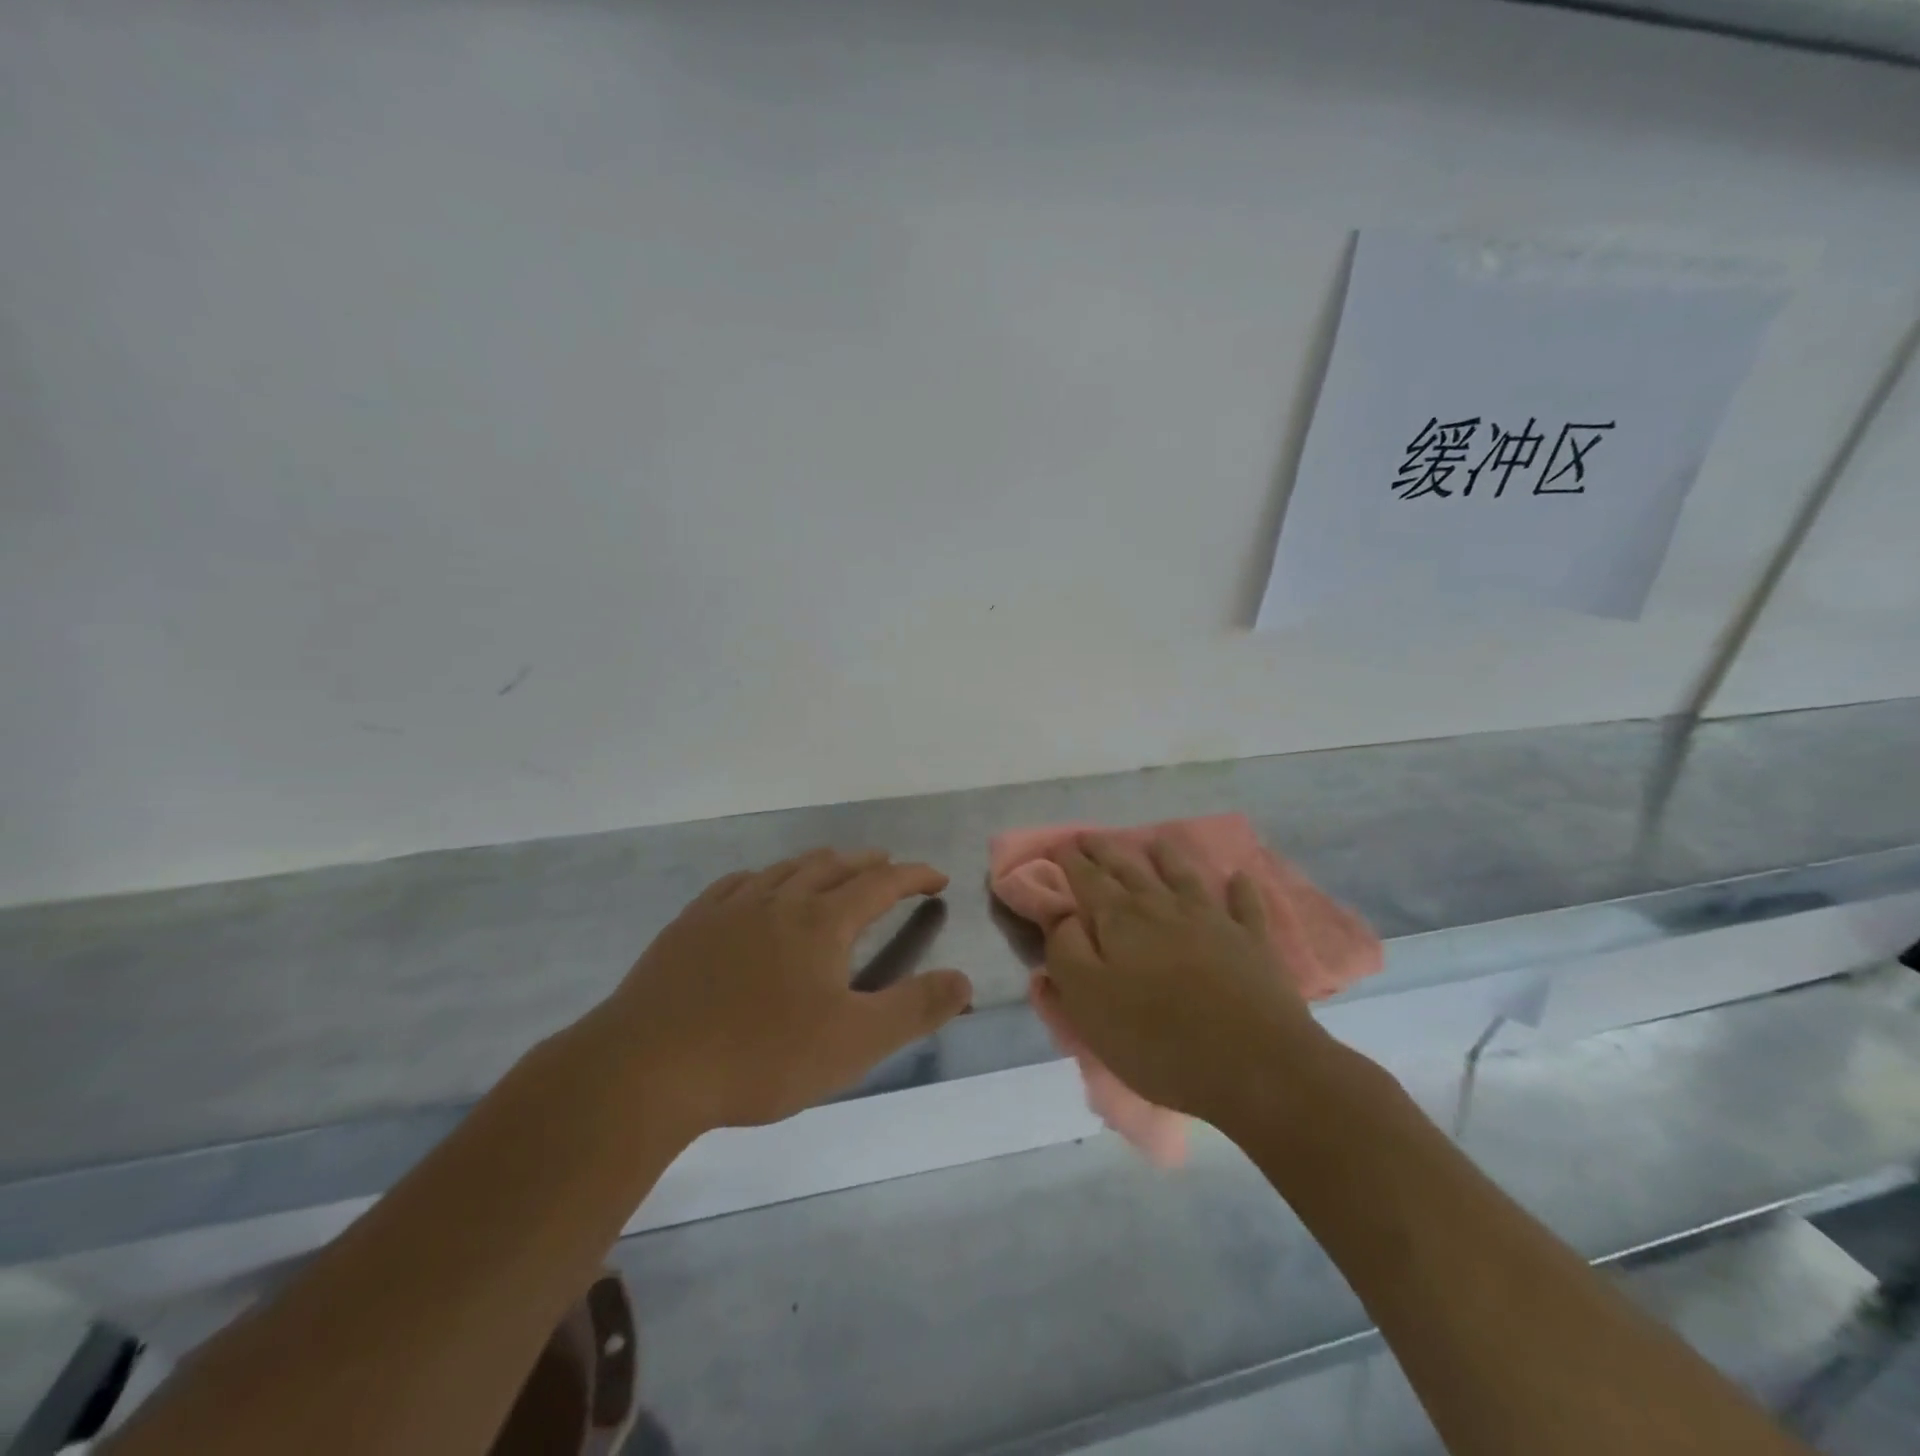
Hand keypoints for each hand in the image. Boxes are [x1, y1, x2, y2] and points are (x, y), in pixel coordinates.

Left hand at [598, 849, 972, 1133]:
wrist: (647, 1067)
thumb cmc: (761, 1056)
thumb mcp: (854, 1043)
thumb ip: (915, 1009)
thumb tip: (964, 980)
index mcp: (821, 922)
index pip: (880, 884)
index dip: (913, 876)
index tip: (936, 877)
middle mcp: (779, 900)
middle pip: (832, 866)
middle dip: (867, 863)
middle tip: (888, 865)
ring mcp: (729, 908)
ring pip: (784, 869)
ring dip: (818, 864)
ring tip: (832, 868)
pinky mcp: (690, 925)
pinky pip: (736, 884)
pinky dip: (763, 878)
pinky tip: (756, 888)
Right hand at [1036, 834, 1332, 1129]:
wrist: (1255, 1065)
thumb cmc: (1157, 1039)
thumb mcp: (1089, 1001)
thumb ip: (1066, 951)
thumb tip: (1062, 915)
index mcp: (1120, 921)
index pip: (1088, 879)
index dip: (1070, 860)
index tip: (1058, 844)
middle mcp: (1163, 908)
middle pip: (1129, 869)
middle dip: (1106, 850)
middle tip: (1089, 836)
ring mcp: (1212, 920)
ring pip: (1183, 876)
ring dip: (1167, 857)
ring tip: (1155, 841)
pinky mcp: (1251, 942)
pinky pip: (1245, 906)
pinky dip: (1241, 889)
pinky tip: (1239, 877)